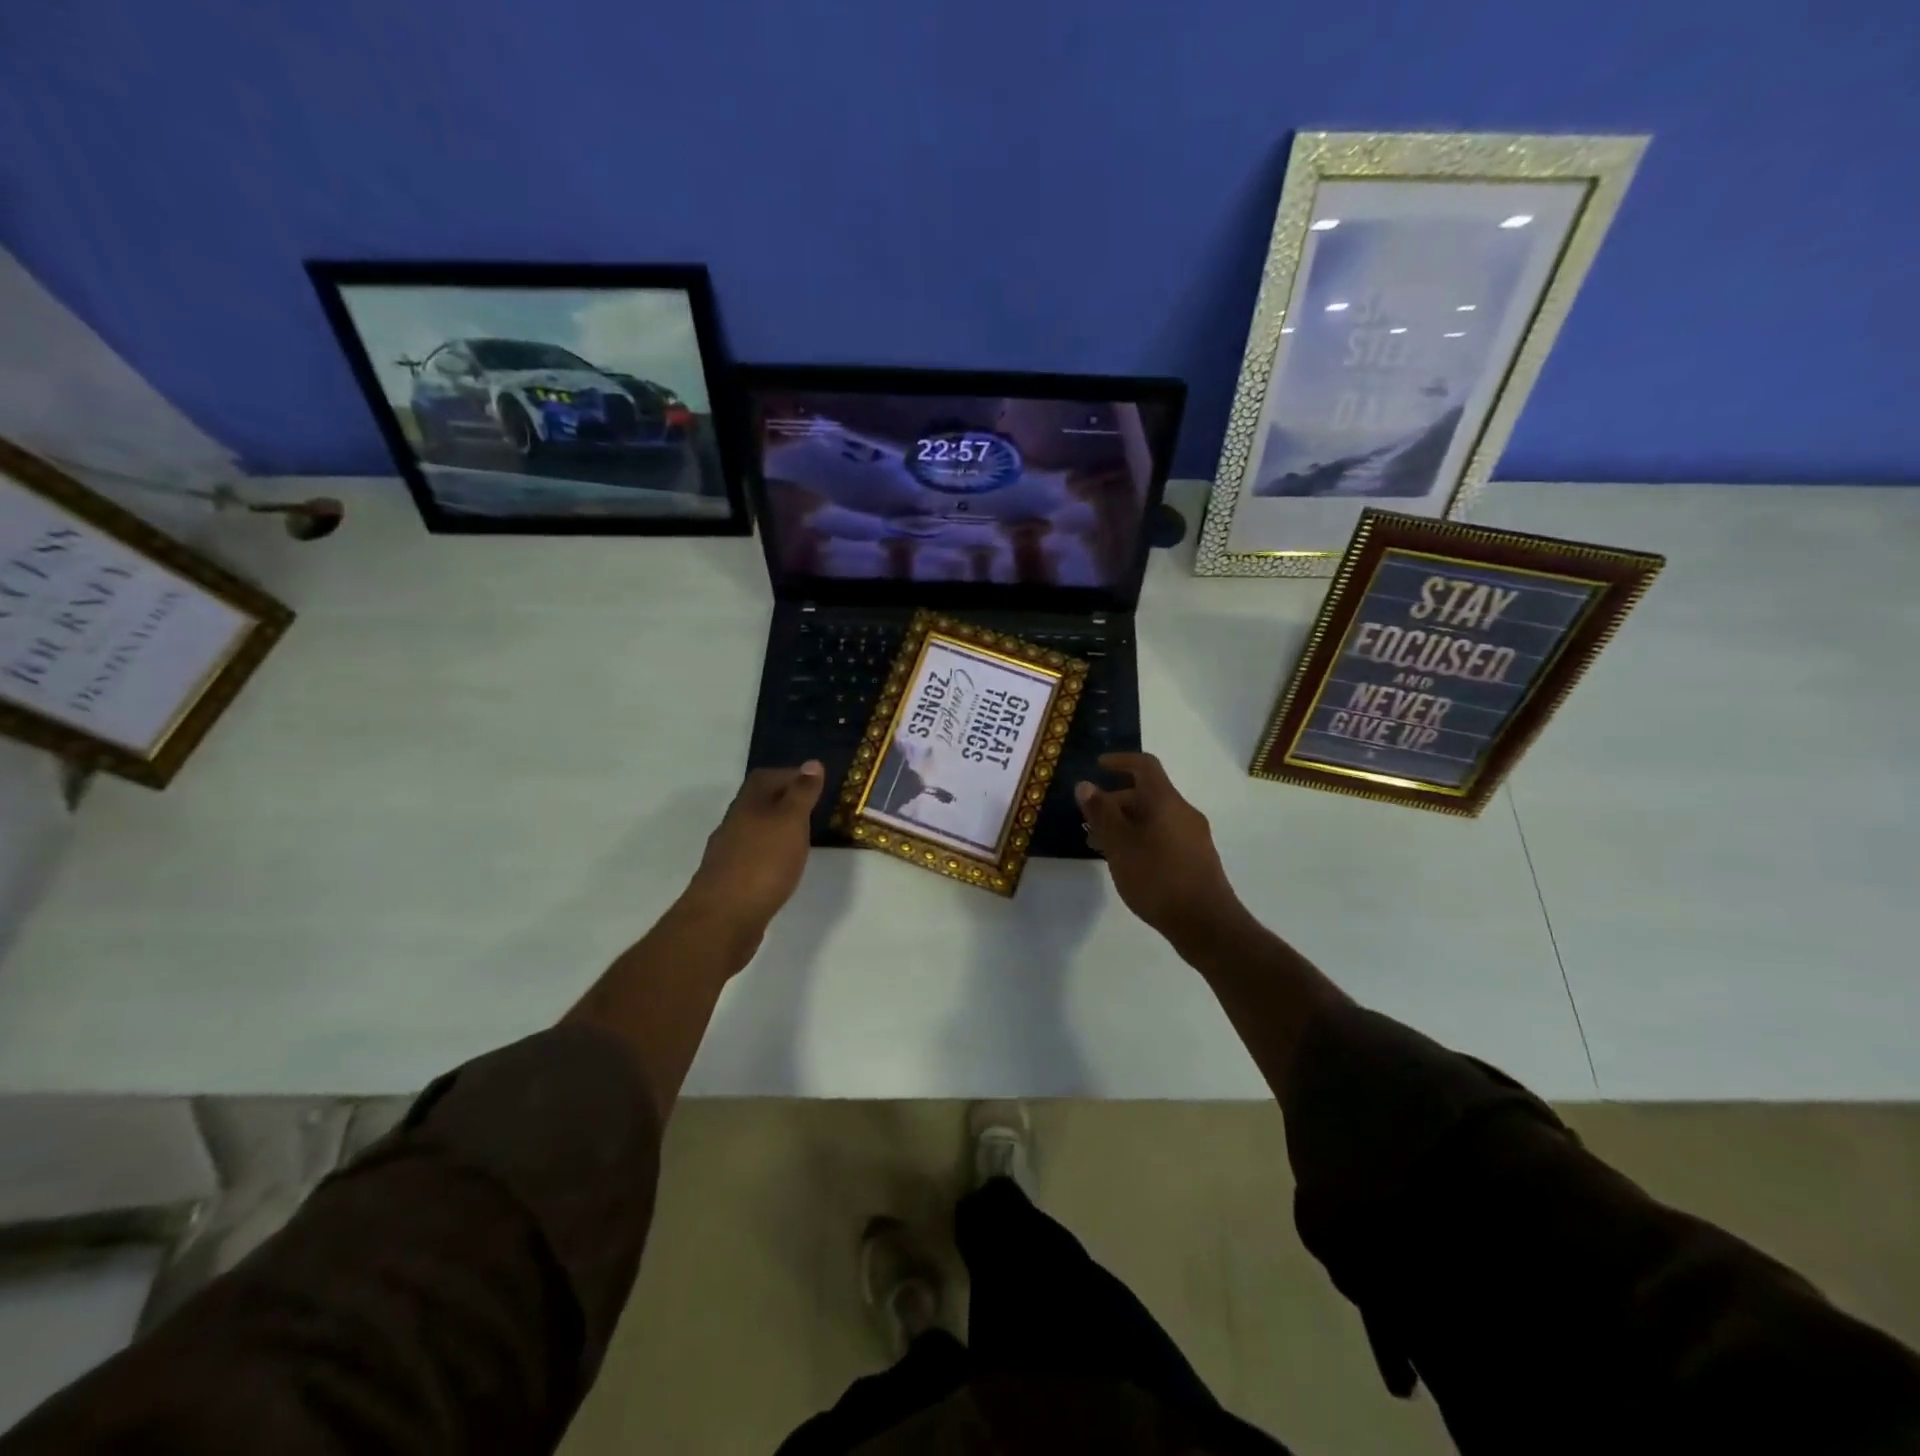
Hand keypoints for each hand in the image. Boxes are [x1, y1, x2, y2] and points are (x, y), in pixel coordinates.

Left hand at [682, 762, 824, 931]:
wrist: (722, 920)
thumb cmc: (762, 864)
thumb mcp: (790, 822)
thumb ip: (801, 794)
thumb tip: (812, 763)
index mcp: (748, 805)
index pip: (766, 777)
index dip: (790, 774)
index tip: (816, 782)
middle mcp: (733, 824)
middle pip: (758, 803)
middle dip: (784, 801)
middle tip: (813, 809)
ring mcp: (728, 854)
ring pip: (755, 831)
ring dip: (776, 830)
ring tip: (802, 839)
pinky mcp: (730, 882)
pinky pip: (753, 857)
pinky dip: (770, 855)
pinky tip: (782, 869)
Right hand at [1077, 753, 1240, 941]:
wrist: (1207, 924)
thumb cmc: (1157, 878)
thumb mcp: (1120, 845)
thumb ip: (1101, 814)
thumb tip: (1086, 785)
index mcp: (1166, 802)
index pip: (1145, 766)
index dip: (1120, 761)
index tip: (1097, 767)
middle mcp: (1183, 812)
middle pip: (1147, 794)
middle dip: (1115, 802)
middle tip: (1089, 823)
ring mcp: (1193, 836)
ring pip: (1154, 818)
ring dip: (1126, 824)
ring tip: (1102, 847)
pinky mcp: (1196, 858)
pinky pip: (1164, 835)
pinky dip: (1141, 839)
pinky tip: (1128, 864)